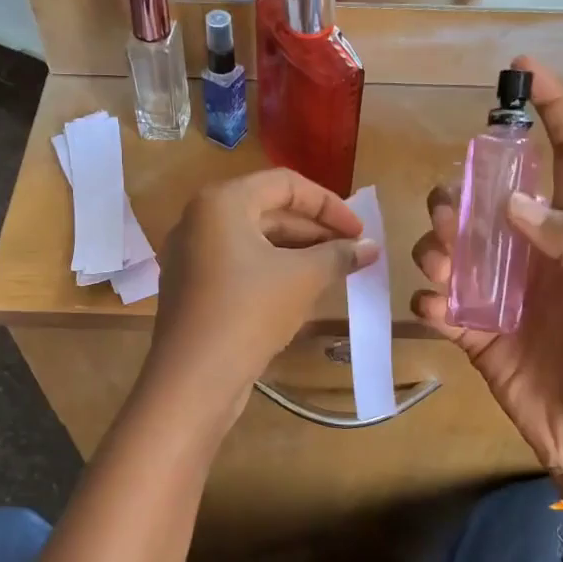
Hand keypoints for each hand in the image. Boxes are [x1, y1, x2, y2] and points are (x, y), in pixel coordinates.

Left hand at [147, 169, 376, 429]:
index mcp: (222, 202)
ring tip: (335, 272)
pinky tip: (301, 291)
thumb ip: (339, 255)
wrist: (193, 378)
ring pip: (254, 241)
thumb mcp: (303, 278)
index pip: (285, 184)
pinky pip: (239, 265)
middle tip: (352, 253)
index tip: (360, 231)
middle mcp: (199, 219)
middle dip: (315, 231)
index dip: (329, 204)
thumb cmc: (249, 312)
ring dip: (297, 253)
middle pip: (268, 210)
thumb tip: (371, 246)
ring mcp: (191, 255)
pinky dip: (272, 271)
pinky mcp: (192, 287)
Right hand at [411, 58, 562, 509]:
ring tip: (443, 274)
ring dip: (437, 249)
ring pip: (451, 247)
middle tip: (450, 217)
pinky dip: (432, 303)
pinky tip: (445, 317)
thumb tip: (511, 201)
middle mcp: (533, 254)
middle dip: (459, 196)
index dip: (552, 112)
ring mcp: (500, 293)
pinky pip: (439, 303)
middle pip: (484, 201)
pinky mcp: (475, 331)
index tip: (521, 70)